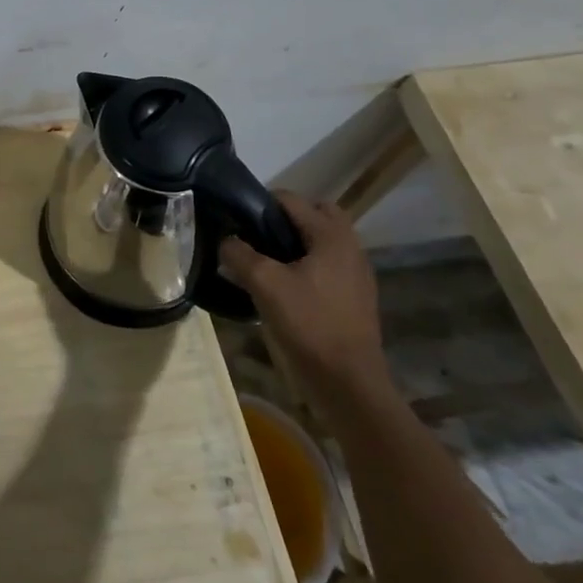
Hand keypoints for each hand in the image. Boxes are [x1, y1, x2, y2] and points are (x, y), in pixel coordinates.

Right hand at [221, 190, 392, 412]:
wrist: (348, 383)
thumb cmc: (309, 325)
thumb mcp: (264, 284)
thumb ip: (240, 254)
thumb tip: (225, 240)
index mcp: (331, 235)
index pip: (291, 199)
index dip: (260, 204)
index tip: (236, 221)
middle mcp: (349, 246)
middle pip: (315, 213)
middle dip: (285, 219)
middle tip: (257, 237)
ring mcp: (356, 273)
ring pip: (321, 240)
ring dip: (296, 242)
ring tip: (266, 262)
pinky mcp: (355, 296)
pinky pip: (327, 264)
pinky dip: (306, 264)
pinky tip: (285, 287)